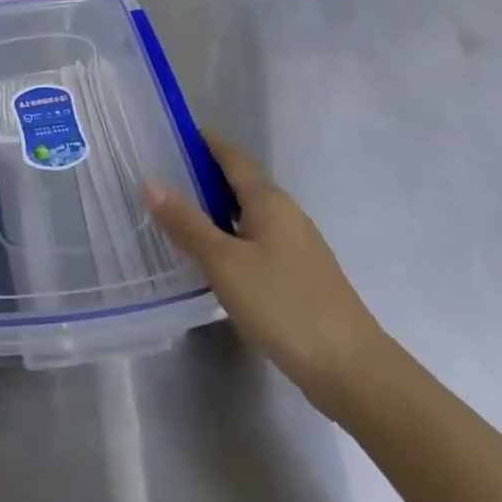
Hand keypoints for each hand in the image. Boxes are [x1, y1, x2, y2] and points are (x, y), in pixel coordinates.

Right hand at [145, 137, 389, 419]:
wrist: (351, 369)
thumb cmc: (282, 304)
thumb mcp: (223, 262)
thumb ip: (186, 222)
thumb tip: (150, 181)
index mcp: (268, 200)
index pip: (232, 156)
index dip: (204, 141)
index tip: (171, 132)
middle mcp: (285, 213)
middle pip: (240, 181)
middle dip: (203, 173)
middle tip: (160, 172)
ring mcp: (296, 245)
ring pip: (247, 212)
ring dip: (214, 205)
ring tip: (176, 210)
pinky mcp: (298, 274)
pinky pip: (255, 237)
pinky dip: (228, 233)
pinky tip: (210, 254)